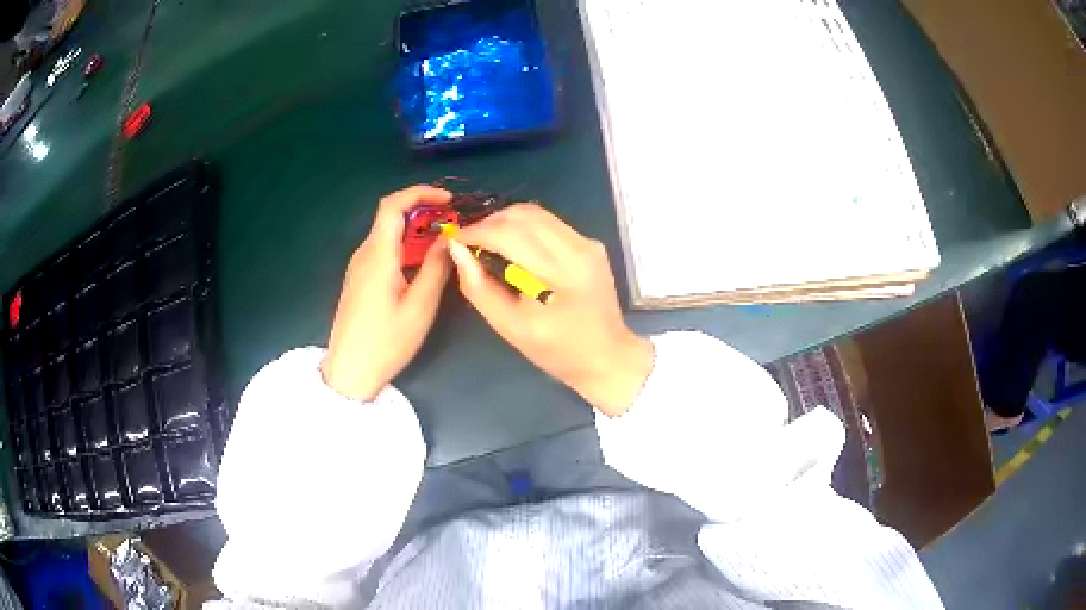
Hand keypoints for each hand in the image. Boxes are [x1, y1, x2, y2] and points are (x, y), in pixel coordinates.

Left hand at [322, 186, 453, 400]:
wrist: (349, 371)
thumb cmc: (385, 342)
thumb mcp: (419, 307)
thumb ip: (436, 268)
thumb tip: (450, 238)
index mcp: (378, 255)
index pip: (393, 205)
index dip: (420, 193)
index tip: (448, 200)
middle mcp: (365, 254)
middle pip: (391, 216)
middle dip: (423, 211)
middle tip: (453, 223)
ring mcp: (359, 267)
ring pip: (388, 233)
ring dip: (415, 230)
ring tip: (444, 242)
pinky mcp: (360, 279)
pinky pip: (384, 250)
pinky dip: (405, 246)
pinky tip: (423, 263)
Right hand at [450, 204, 653, 415]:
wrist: (608, 356)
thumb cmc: (558, 351)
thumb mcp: (511, 328)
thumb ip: (480, 289)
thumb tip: (457, 251)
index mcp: (561, 273)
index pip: (509, 234)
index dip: (476, 232)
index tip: (454, 240)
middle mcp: (578, 248)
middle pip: (523, 215)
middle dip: (489, 222)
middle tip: (469, 242)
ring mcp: (588, 243)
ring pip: (536, 213)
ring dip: (505, 221)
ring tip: (486, 241)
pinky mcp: (590, 244)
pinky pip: (549, 223)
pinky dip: (524, 227)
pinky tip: (513, 246)